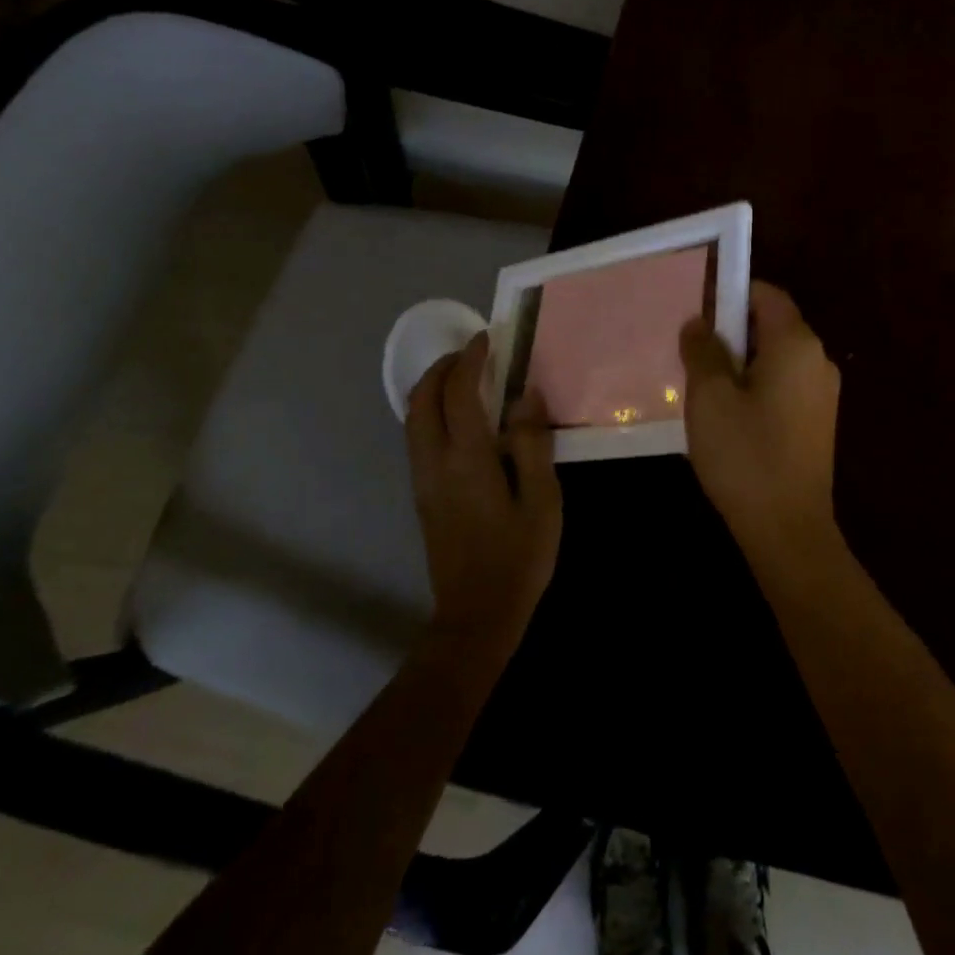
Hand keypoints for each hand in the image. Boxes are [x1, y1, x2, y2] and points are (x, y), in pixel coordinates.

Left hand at [404, 333, 561, 642]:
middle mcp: (434, 462)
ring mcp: (422, 479)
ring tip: (465, 378)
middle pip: (422, 399)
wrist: (476, 615)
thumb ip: (532, 444)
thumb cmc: (518, 557)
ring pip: (412, 418)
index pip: (459, 393)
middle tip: (473, 354)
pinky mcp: (421, 494)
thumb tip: (525, 396)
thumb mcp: (542, 500)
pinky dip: (431, 411)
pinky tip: (458, 418)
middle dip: (443, 368)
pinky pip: (417, 436)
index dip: (471, 360)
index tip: (488, 339)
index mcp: (466, 460)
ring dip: (433, 388)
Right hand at [679, 281, 841, 556]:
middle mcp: (818, 360)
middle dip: (732, 333)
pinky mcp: (818, 422)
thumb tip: (699, 323)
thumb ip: (702, 351)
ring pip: (776, 358)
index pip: (766, 295)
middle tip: (693, 355)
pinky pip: (784, 386)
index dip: (731, 295)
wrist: (788, 529)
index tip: (698, 314)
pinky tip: (730, 417)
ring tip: (705, 389)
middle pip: (772, 325)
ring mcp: (823, 393)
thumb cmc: (745, 454)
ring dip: (741, 363)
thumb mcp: (709, 397)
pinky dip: (757, 387)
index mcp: (796, 344)